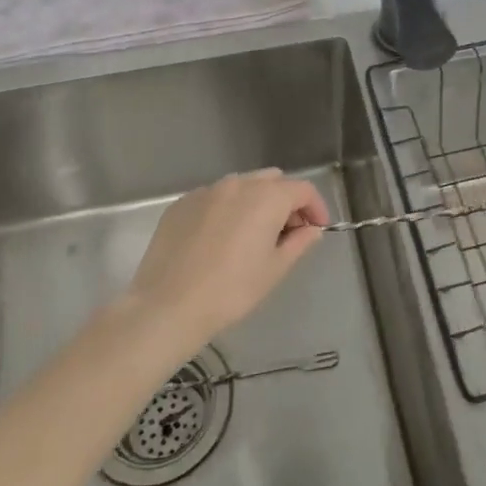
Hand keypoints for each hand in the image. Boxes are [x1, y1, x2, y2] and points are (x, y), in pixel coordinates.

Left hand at [127, 170, 329, 352]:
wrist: (168, 305)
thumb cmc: (231, 290)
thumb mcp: (274, 270)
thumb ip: (299, 243)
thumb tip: (311, 230)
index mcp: (266, 197)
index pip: (302, 189)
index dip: (315, 207)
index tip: (317, 229)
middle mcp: (237, 184)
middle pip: (272, 180)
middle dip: (286, 201)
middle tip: (287, 232)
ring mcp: (206, 191)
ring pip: (241, 186)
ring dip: (255, 202)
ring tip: (252, 235)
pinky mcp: (181, 203)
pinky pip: (214, 197)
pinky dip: (226, 209)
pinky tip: (219, 239)